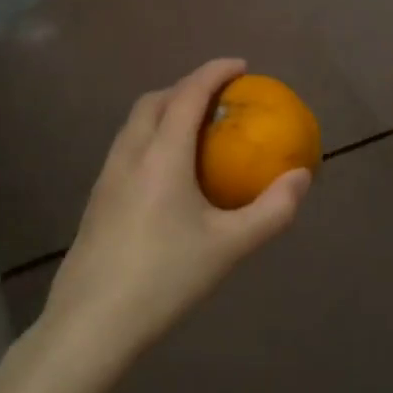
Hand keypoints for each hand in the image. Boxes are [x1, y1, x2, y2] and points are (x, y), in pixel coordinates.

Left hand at [40, 58, 309, 371]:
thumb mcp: (229, 247)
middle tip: (219, 99)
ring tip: (195, 130)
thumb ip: (272, 210)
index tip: (241, 66)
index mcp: (162, 155)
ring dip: (165, 110)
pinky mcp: (96, 200)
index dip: (215, 72)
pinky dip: (151, 136)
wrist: (90, 325)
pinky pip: (127, 147)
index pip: (189, 93)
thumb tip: (301, 176)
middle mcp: (130, 154)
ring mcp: (107, 177)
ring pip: (135, 123)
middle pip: (155, 100)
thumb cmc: (164, 279)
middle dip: (187, 86)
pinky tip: (168, 174)